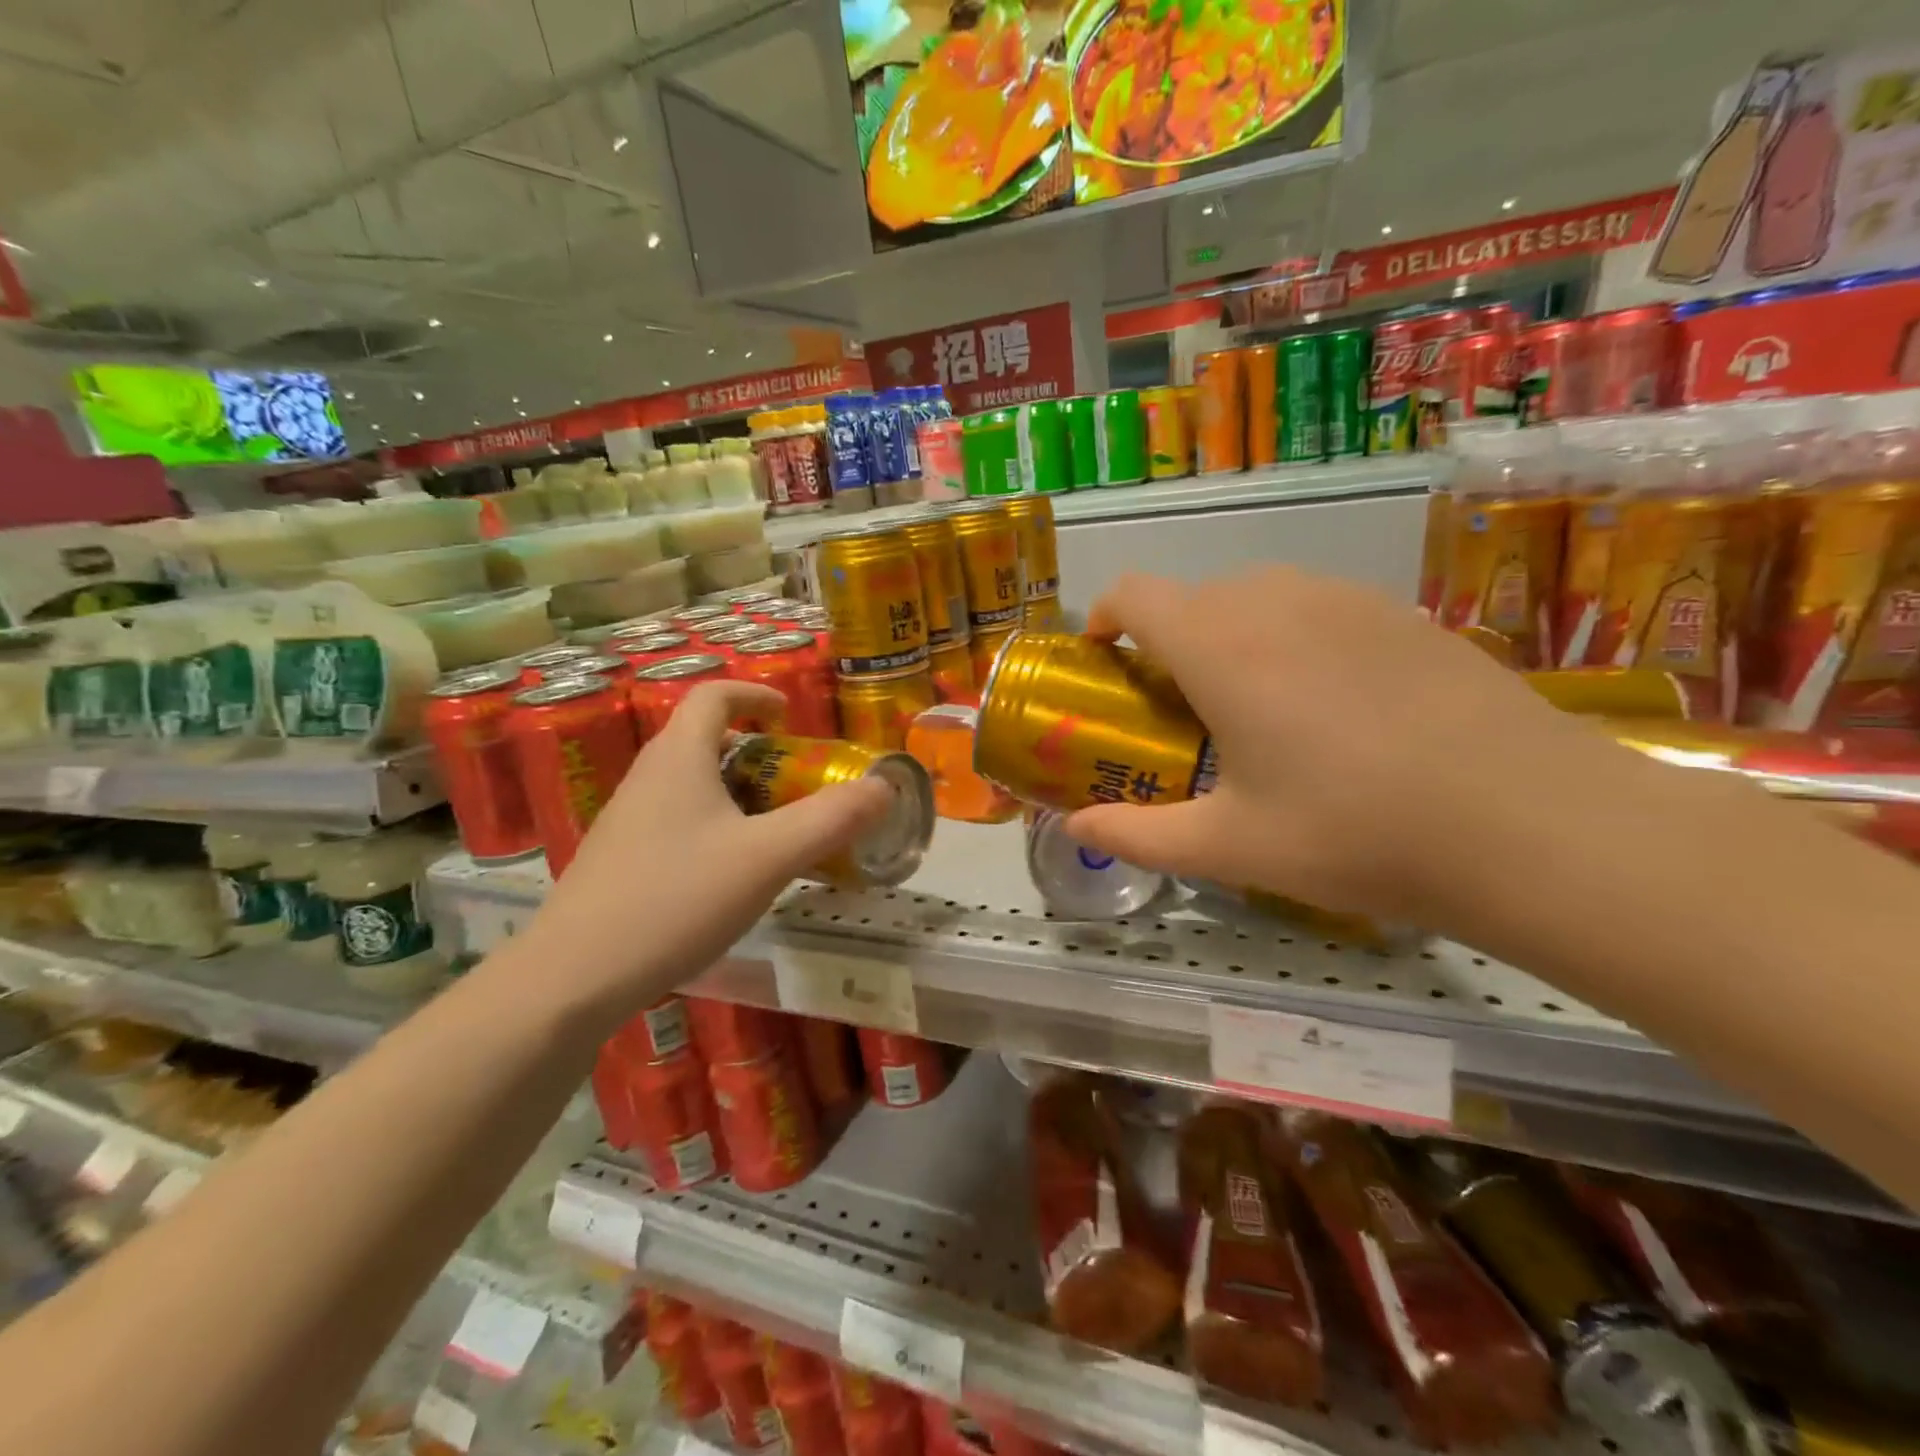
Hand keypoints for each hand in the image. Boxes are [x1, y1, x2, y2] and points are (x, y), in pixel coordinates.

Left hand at [519, 682, 893, 1021]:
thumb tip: (885, 787)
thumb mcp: (769, 857)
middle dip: (757, 751)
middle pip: (703, 740)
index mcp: (678, 757)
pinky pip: (677, 822)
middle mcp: (647, 778)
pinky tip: (732, 875)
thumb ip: (831, 819)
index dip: (755, 695)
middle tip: (797, 781)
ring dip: (737, 792)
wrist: (572, 979)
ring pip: (690, 785)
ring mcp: (627, 821)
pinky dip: (715, 826)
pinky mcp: (620, 861)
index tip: (790, 716)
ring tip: (775, 830)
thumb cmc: (676, 899)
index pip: (713, 696)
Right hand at [1063, 568, 1633, 925]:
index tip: (1104, 658)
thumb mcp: (1230, 847)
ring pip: (1259, 595)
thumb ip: (1138, 835)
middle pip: (1195, 596)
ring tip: (1256, 704)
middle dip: (1169, 640)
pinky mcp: (1404, 614)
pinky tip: (1333, 704)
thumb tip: (1076, 829)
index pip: (1135, 594)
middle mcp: (1277, 603)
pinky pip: (1320, 605)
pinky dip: (1294, 636)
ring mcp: (1347, 600)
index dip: (1104, 616)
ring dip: (1232, 634)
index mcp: (1220, 648)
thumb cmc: (1355, 834)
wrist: (1530, 824)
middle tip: (1182, 708)